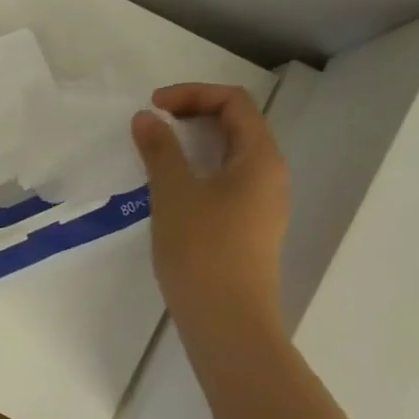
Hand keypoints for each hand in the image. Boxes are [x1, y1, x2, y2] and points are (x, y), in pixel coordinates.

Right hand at [132, 83, 289, 340]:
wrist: (228, 323)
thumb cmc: (202, 250)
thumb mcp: (174, 193)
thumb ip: (160, 149)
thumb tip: (147, 118)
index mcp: (260, 158)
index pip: (234, 102)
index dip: (193, 94)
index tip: (154, 107)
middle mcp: (270, 176)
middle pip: (237, 125)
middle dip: (194, 114)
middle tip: (154, 124)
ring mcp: (264, 205)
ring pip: (232, 156)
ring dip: (195, 143)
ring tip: (158, 153)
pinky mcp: (251, 229)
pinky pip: (228, 182)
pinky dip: (200, 170)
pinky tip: (172, 188)